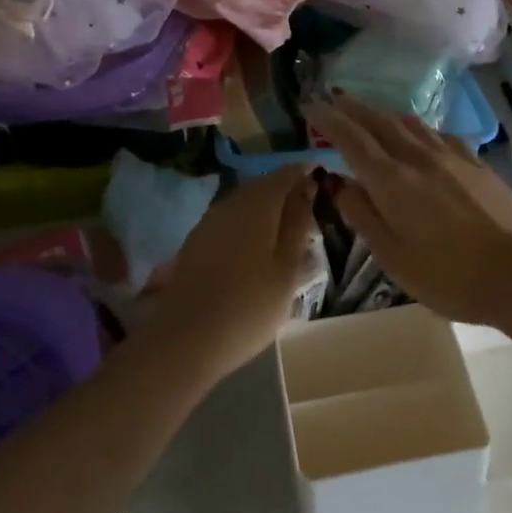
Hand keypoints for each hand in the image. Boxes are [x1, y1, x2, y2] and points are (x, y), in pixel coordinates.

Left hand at [148, 166, 317, 380]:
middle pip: (263, 184)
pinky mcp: (196, 240)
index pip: (286, 173)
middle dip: (286, 191)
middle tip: (310, 213)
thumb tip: (308, 185)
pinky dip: (248, 224)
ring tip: (286, 233)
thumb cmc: (250, 307)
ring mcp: (209, 220)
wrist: (186, 339)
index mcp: (258, 204)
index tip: (325, 185)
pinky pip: (229, 219)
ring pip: (245, 201)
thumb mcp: (287, 268)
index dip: (306, 173)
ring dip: (267, 208)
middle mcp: (231, 202)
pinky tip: (255, 248)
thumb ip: (298, 223)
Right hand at [309, 98, 511, 324]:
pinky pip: (438, 134)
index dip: (329, 120)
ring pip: (410, 123)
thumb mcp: (392, 256)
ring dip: (384, 113)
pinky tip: (419, 135)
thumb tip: (338, 183)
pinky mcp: (475, 163)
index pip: (352, 139)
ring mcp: (450, 157)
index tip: (310, 107)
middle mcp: (418, 158)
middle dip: (353, 108)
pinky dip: (417, 128)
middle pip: (379, 122)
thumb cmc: (446, 275)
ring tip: (370, 110)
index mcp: (391, 182)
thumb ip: (362, 214)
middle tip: (333, 98)